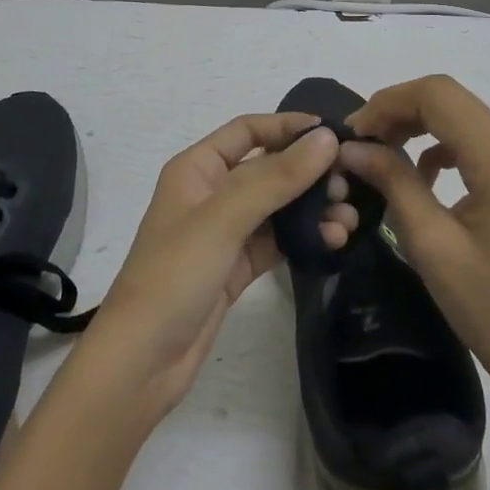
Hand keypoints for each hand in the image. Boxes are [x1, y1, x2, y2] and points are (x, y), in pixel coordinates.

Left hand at [79, 115, 358, 415]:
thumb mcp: (225, 217)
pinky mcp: (236, 267)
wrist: (141, 362)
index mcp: (197, 168)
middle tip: (348, 184)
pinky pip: (277, 240)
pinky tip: (333, 240)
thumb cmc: (175, 275)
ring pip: (277, 206)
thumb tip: (327, 138)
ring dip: (312, 207)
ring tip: (348, 218)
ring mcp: (225, 232)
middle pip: (268, 168)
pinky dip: (305, 237)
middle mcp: (211, 193)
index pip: (248, 130)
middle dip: (308, 172)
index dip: (288, 126)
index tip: (333, 134)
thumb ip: (277, 177)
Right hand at [340, 75, 489, 396]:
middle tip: (358, 143)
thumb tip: (351, 147)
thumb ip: (392, 182)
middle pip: (446, 98)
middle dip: (396, 110)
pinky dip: (433, 142)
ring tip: (376, 153)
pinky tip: (415, 174)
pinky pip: (466, 135)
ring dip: (412, 123)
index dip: (388, 103)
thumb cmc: (486, 304)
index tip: (353, 134)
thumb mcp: (429, 242)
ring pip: (454, 112)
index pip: (438, 96)